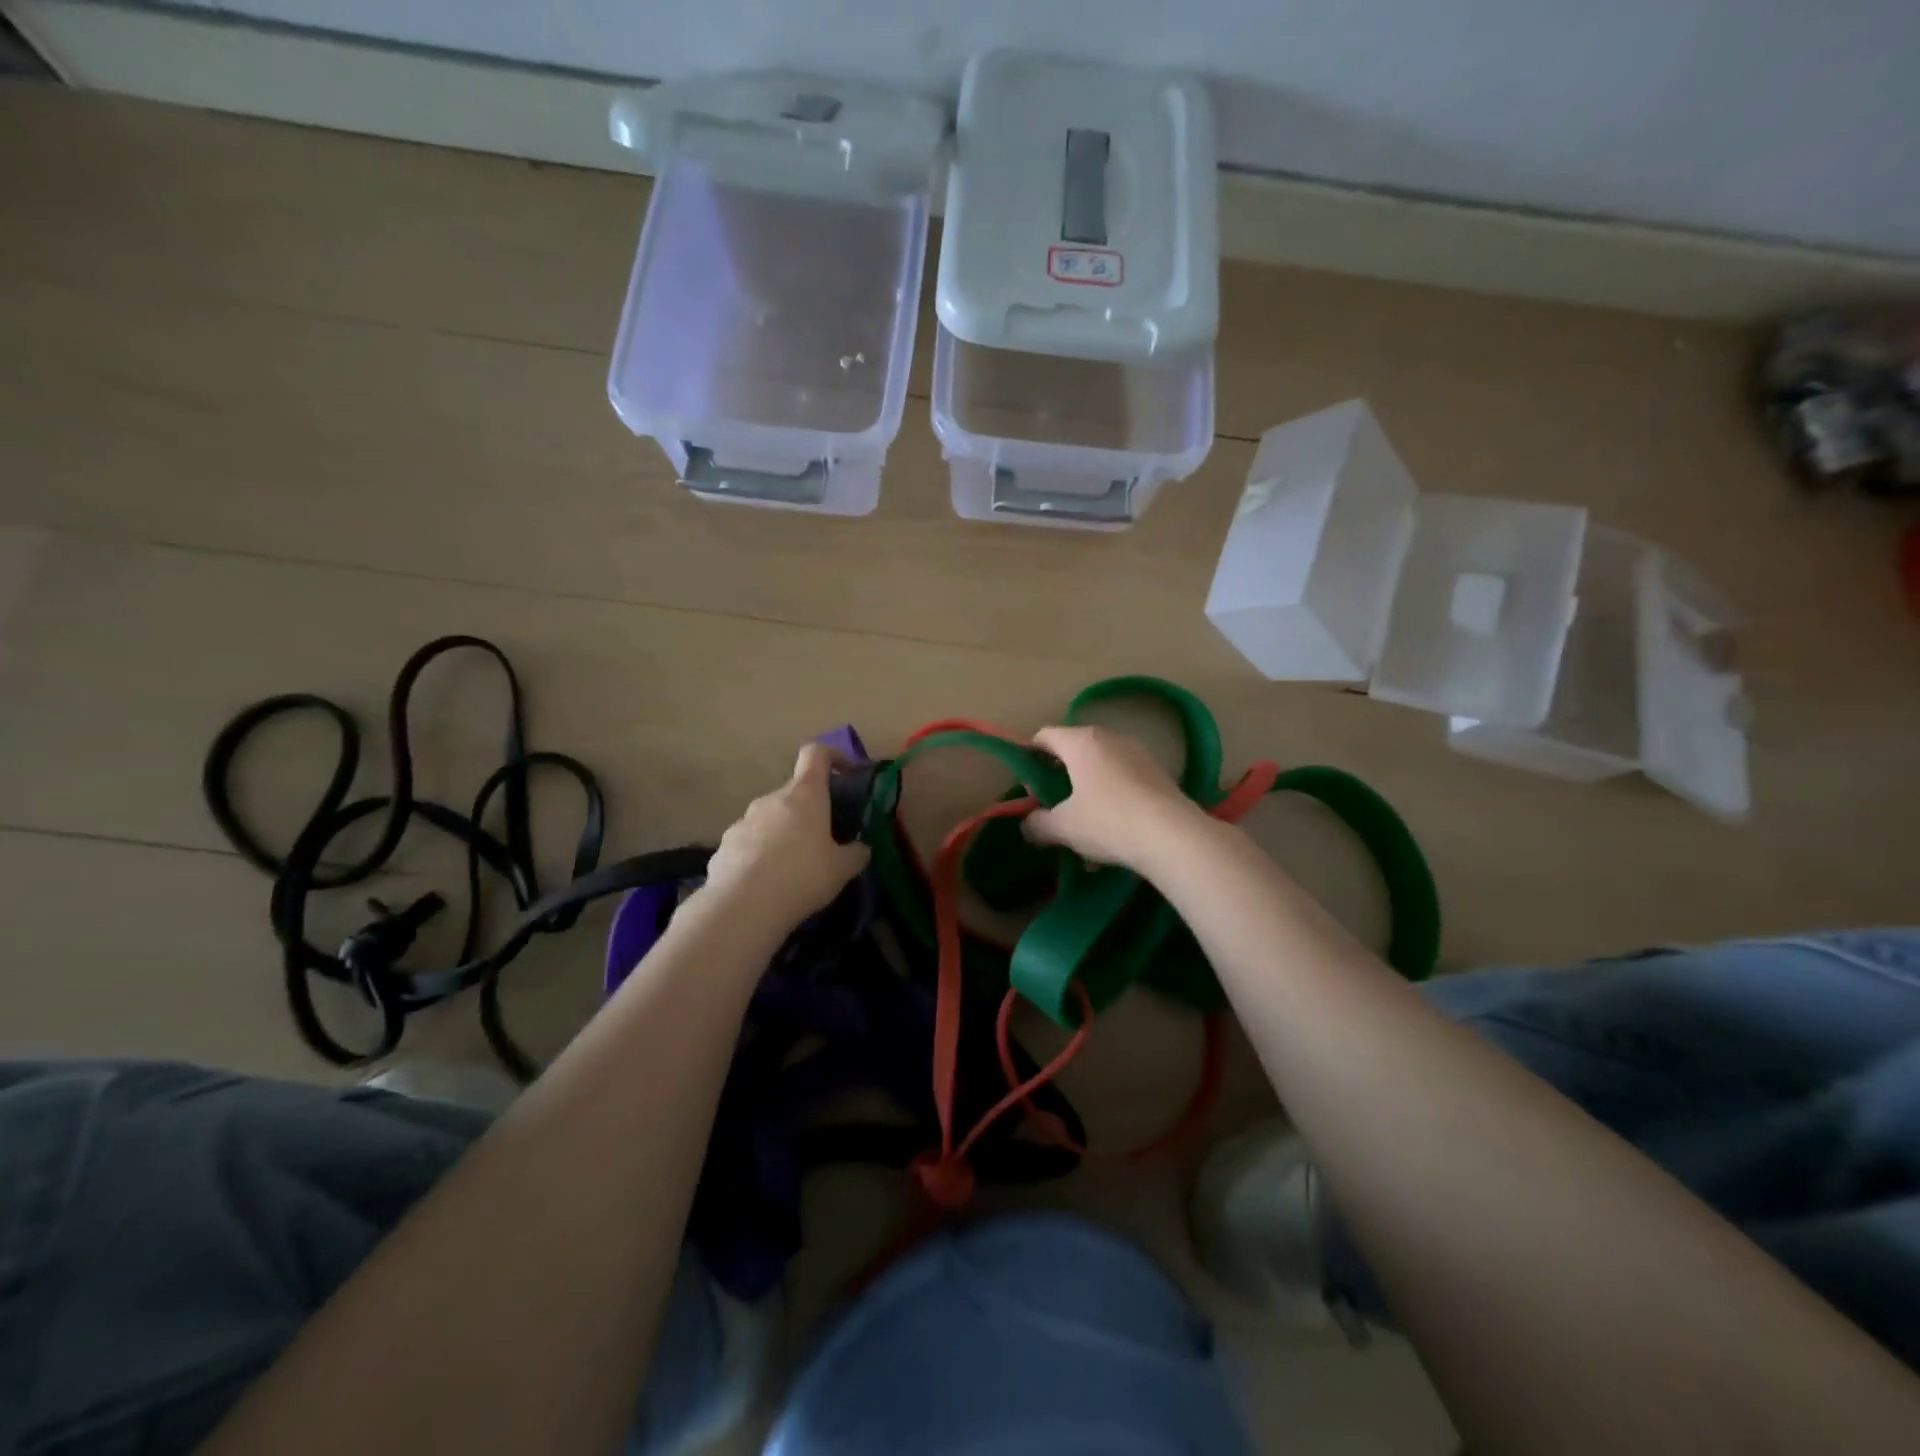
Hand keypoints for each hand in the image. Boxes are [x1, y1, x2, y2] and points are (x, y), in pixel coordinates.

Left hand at [696, 744, 870, 931]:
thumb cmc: (802, 876)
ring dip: (783, 834)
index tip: (846, 773)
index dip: (833, 756)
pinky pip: (749, 843)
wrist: (741, 907)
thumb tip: (861, 848)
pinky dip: (760, 855)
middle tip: (823, 841)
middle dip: (809, 811)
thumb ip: (856, 853)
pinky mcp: (724, 845)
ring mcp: (743, 820)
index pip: (816, 754)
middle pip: (794, 793)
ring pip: (770, 819)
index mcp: (805, 794)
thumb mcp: (842, 869)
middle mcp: (772, 799)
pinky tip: (766, 884)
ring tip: (793, 869)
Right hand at [1022, 724, 1210, 872]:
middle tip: (1053, 805)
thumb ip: (1037, 823)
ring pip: (1101, 765)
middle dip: (1059, 775)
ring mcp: (1138, 752)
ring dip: (1087, 787)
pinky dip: (1112, 796)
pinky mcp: (1159, 772)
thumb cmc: (1108, 821)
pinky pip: (1124, 778)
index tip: (1029, 786)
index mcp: (1081, 741)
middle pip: (1074, 748)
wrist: (1173, 836)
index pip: (1044, 735)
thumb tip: (1028, 824)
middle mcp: (1110, 737)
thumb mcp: (1063, 827)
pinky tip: (1113, 829)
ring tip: (1084, 822)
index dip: (1030, 757)